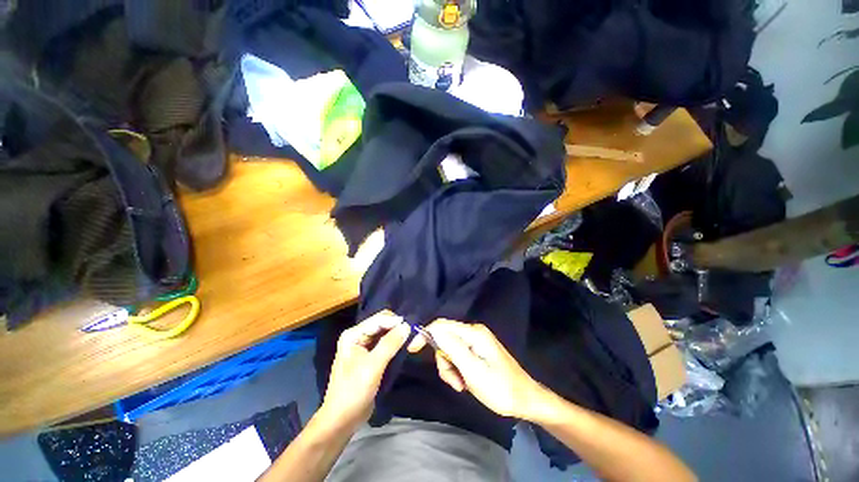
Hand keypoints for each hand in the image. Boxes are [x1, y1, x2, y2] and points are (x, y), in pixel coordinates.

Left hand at [319, 311, 409, 429]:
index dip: (394, 321)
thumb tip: (407, 325)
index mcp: (353, 335)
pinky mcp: (369, 357)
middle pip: (381, 325)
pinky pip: (384, 345)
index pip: (377, 320)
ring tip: (411, 336)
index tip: (411, 325)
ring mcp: (363, 347)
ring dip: (396, 335)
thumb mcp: (373, 366)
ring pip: (384, 334)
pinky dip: (394, 344)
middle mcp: (357, 337)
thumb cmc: (354, 391)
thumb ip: (390, 344)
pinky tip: (404, 345)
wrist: (342, 420)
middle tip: (413, 331)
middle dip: (396, 327)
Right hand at [407, 319, 545, 419]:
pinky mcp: (477, 349)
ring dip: (450, 368)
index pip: (442, 325)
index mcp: (473, 333)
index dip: (425, 334)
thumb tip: (433, 330)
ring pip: (450, 349)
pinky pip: (458, 355)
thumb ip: (453, 349)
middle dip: (444, 360)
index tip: (412, 349)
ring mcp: (476, 340)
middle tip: (454, 381)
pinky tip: (465, 382)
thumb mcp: (473, 371)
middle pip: (445, 338)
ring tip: (461, 385)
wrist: (525, 400)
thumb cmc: (500, 388)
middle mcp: (473, 332)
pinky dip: (457, 369)